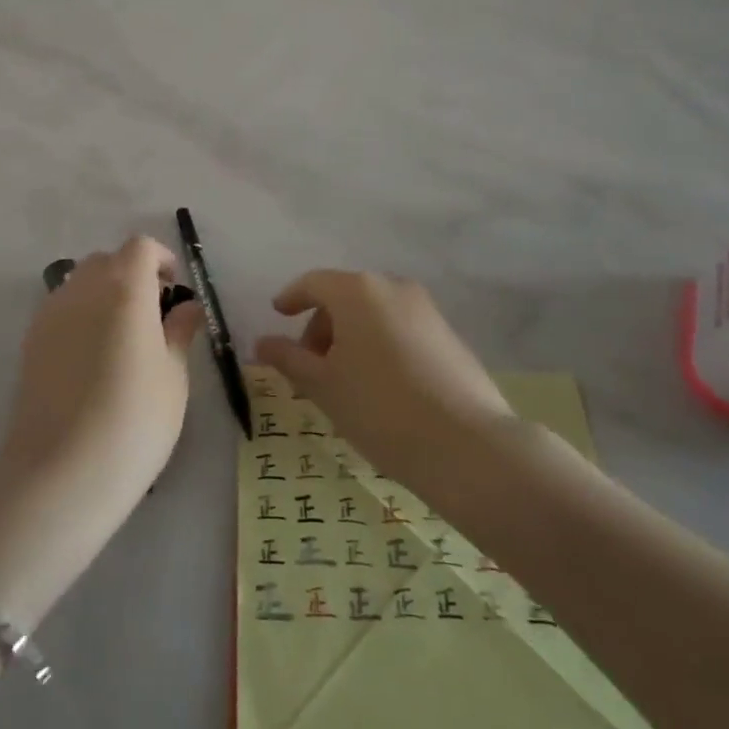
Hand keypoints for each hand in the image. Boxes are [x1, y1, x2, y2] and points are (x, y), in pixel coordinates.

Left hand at [4, 236, 205, 516]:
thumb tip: (187, 307)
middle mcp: (83, 289)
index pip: (140, 247)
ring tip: (122, 337)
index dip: (160, 259)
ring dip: (104, 293)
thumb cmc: (135, 421)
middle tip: (153, 314)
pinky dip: (81, 315)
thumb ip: (179, 332)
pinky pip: (61, 308)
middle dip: (132, 274)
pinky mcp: (30, 341)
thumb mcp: (173, 377)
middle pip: (107, 260)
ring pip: (80, 282)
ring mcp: (51, 313)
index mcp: (125, 289)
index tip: (174, 289)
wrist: (62, 472)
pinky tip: (93, 358)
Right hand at [255, 271, 515, 490]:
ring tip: (344, 381)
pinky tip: (380, 386)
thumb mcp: (322, 385)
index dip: (291, 298)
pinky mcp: (449, 335)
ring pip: (374, 313)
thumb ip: (288, 358)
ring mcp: (427, 310)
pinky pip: (400, 329)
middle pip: (345, 297)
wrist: (467, 445)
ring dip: (351, 337)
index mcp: (358, 291)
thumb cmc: (379, 408)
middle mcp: (393, 288)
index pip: (313, 283)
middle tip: (310, 366)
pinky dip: (380, 345)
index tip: (278, 316)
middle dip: (321, 326)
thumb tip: (262, 343)